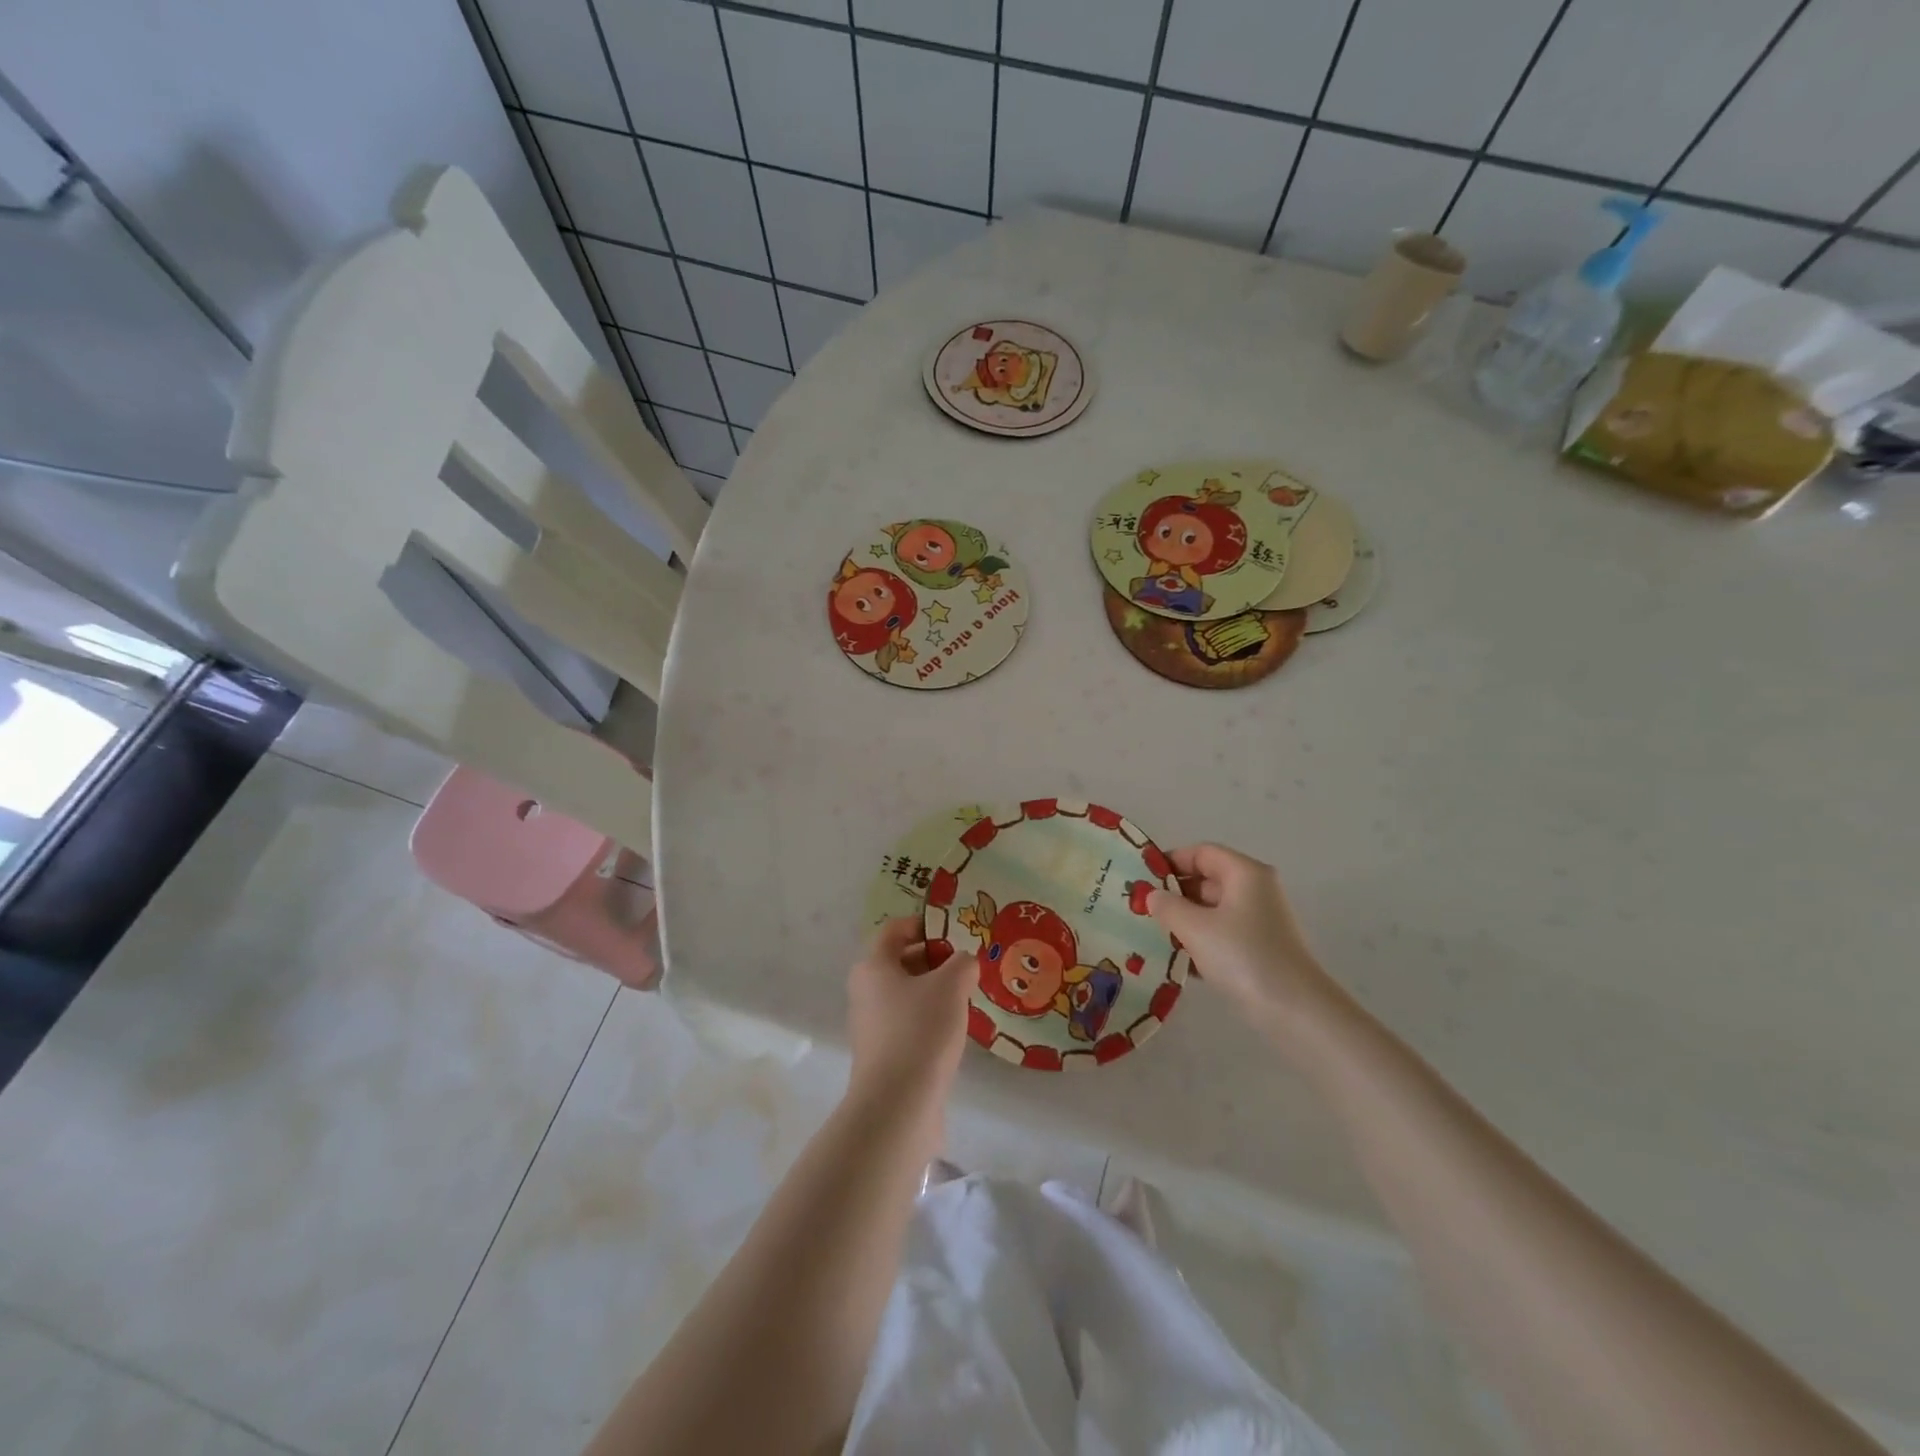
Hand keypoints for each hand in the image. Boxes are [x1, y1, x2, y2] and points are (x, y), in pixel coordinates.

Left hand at [846, 917, 974, 1107]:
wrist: (898, 1106)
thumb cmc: (921, 1030)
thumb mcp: (952, 985)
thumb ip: (963, 963)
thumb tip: (964, 962)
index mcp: (873, 966)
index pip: (895, 929)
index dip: (924, 924)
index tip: (955, 932)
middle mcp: (865, 991)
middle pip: (900, 961)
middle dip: (934, 959)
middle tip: (966, 966)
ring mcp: (872, 1026)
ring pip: (906, 994)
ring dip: (934, 991)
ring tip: (966, 997)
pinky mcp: (883, 1055)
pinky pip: (908, 1022)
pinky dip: (930, 1019)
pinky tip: (954, 1031)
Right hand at [1147, 844, 1337, 1024]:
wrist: (1294, 1011)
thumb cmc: (1242, 956)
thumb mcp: (1195, 928)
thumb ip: (1167, 906)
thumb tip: (1152, 895)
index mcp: (1244, 873)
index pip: (1202, 853)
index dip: (1171, 861)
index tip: (1142, 879)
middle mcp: (1255, 890)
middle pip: (1207, 880)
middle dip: (1174, 894)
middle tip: (1141, 909)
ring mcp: (1259, 921)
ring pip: (1212, 910)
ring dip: (1184, 920)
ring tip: (1152, 934)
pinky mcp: (1259, 949)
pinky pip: (1222, 934)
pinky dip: (1200, 942)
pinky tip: (1176, 960)